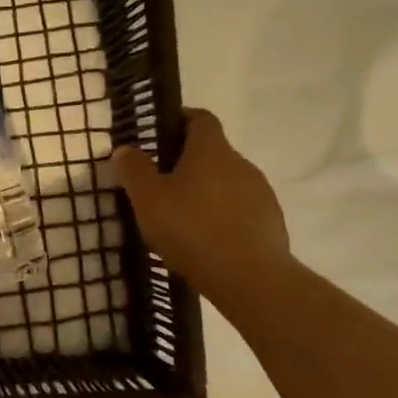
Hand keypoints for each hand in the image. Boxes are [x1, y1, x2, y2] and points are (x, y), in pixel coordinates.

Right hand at [112, 108, 293, 303]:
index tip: (159, 135)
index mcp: (211, 149)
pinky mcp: (271, 224)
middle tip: (160, 184)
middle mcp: (241, 164)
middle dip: (187, 163)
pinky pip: (241, 211)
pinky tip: (206, 242)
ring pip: (227, 183)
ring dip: (206, 193)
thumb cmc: (192, 228)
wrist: (251, 279)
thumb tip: (125, 149)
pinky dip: (223, 218)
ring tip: (182, 219)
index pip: (200, 118)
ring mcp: (261, 194)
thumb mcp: (148, 199)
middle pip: (213, 152)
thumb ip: (134, 170)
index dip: (180, 120)